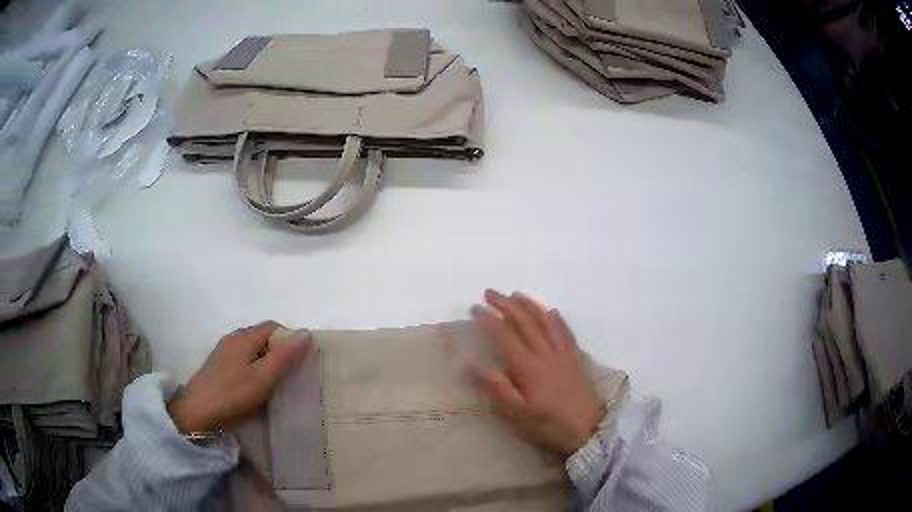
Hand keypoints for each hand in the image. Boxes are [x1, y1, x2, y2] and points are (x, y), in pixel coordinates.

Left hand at [168, 322, 312, 433]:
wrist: (197, 412)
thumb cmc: (232, 394)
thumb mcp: (263, 377)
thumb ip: (284, 356)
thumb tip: (306, 332)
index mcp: (244, 337)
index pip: (274, 327)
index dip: (290, 340)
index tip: (300, 363)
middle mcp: (233, 338)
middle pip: (263, 337)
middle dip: (280, 351)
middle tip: (291, 376)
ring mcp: (224, 352)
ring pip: (254, 349)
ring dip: (267, 361)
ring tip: (277, 384)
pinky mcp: (220, 366)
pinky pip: (244, 360)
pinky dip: (256, 368)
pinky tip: (257, 387)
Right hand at [469, 290, 604, 457]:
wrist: (588, 430)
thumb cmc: (548, 425)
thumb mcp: (517, 414)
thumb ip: (497, 388)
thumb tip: (472, 364)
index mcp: (528, 367)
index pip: (504, 336)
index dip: (488, 320)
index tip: (474, 308)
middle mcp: (545, 353)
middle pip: (524, 322)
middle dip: (506, 305)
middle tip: (490, 293)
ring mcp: (563, 354)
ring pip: (545, 321)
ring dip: (529, 305)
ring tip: (516, 294)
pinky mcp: (575, 358)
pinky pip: (565, 331)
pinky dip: (556, 318)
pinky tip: (551, 311)